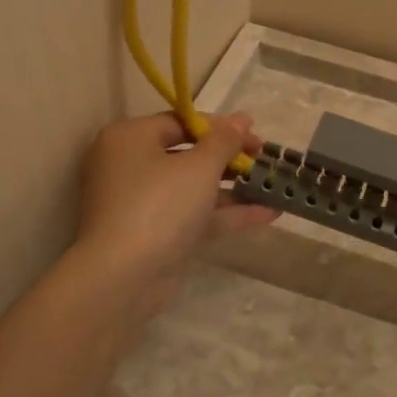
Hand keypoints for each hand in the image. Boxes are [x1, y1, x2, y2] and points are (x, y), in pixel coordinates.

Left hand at [72, 111, 276, 323]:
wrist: (122, 278)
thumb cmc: (158, 205)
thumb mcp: (199, 167)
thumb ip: (225, 141)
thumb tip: (242, 118)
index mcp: (130, 139)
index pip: (180, 122)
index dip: (220, 127)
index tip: (254, 135)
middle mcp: (130, 167)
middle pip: (187, 155)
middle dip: (230, 159)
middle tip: (263, 160)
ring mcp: (142, 204)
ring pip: (193, 189)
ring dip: (233, 188)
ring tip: (273, 186)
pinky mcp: (155, 236)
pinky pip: (193, 215)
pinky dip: (225, 214)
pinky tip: (267, 213)